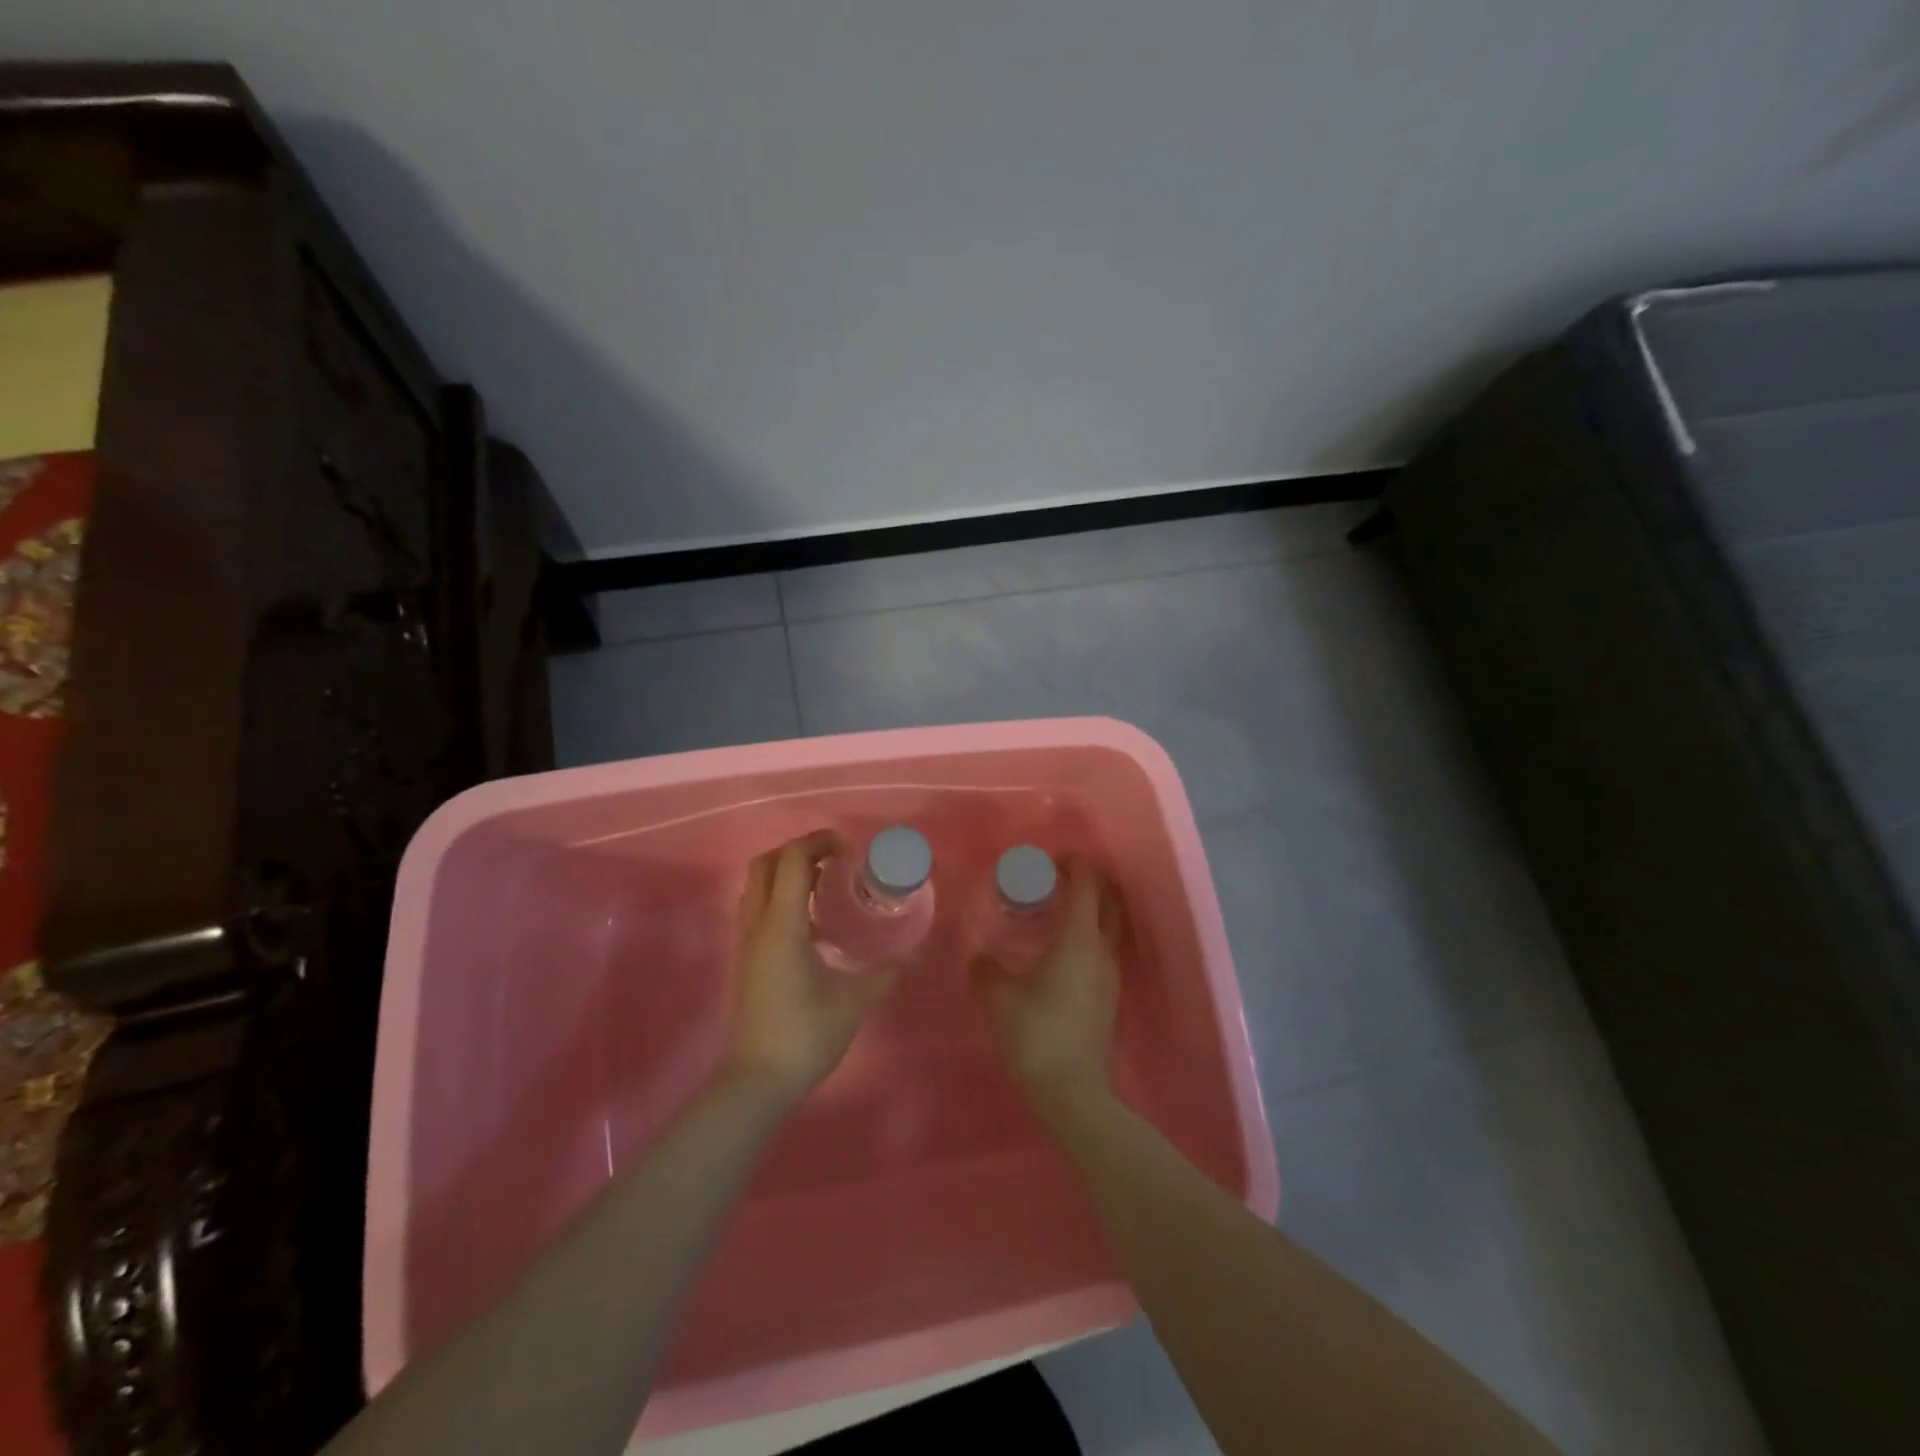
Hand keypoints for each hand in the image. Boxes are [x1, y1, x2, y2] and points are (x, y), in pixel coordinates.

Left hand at [723, 831, 902, 1103]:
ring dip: (787, 874)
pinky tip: (812, 925)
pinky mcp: (745, 959)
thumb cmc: (805, 1034)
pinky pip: (757, 909)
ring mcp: (745, 942)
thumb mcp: (854, 1001)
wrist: (756, 1081)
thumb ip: (887, 974)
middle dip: (799, 851)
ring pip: (756, 885)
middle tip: (835, 861)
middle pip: (765, 863)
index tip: (851, 851)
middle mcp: (757, 924)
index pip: (792, 859)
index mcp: (782, 924)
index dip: (820, 842)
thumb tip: (916, 956)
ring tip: (826, 888)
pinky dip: (780, 898)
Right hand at [971, 860, 1122, 1124]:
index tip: (1050, 860)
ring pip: (1110, 925)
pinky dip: (1089, 934)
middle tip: (1058, 879)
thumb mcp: (999, 997)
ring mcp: (1111, 974)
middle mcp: (1102, 949)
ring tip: (1057, 911)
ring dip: (1091, 908)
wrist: (1072, 1092)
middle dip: (1089, 881)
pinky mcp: (1110, 996)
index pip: (1087, 884)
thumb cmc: (1036, 1033)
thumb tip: (980, 958)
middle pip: (1110, 899)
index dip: (1074, 864)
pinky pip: (1104, 948)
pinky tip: (1061, 950)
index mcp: (1079, 938)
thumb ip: (986, 970)